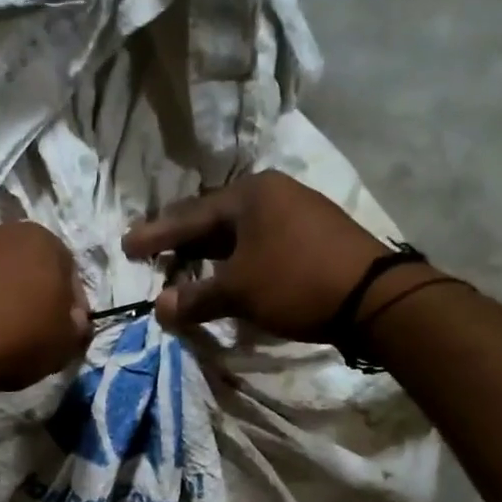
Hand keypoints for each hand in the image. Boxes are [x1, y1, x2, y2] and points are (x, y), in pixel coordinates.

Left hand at [0, 222, 90, 390]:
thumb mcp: (63, 345)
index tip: (61, 332)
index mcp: (42, 241)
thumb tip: (73, 321)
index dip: (68, 305)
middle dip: (24, 292)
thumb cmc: (15, 339)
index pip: (67, 270)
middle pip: (21, 264)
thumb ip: (75, 327)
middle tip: (22, 331)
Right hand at [122, 171, 392, 340]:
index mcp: (249, 194)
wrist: (374, 297)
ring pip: (238, 232)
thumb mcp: (238, 292)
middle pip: (213, 219)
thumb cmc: (296, 282)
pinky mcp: (313, 235)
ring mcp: (297, 211)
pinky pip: (260, 242)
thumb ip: (195, 298)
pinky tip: (229, 275)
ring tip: (185, 268)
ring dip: (210, 254)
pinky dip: (237, 260)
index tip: (127, 247)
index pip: (189, 216)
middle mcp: (272, 193)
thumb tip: (160, 308)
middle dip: (182, 241)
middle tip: (152, 255)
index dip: (155, 236)